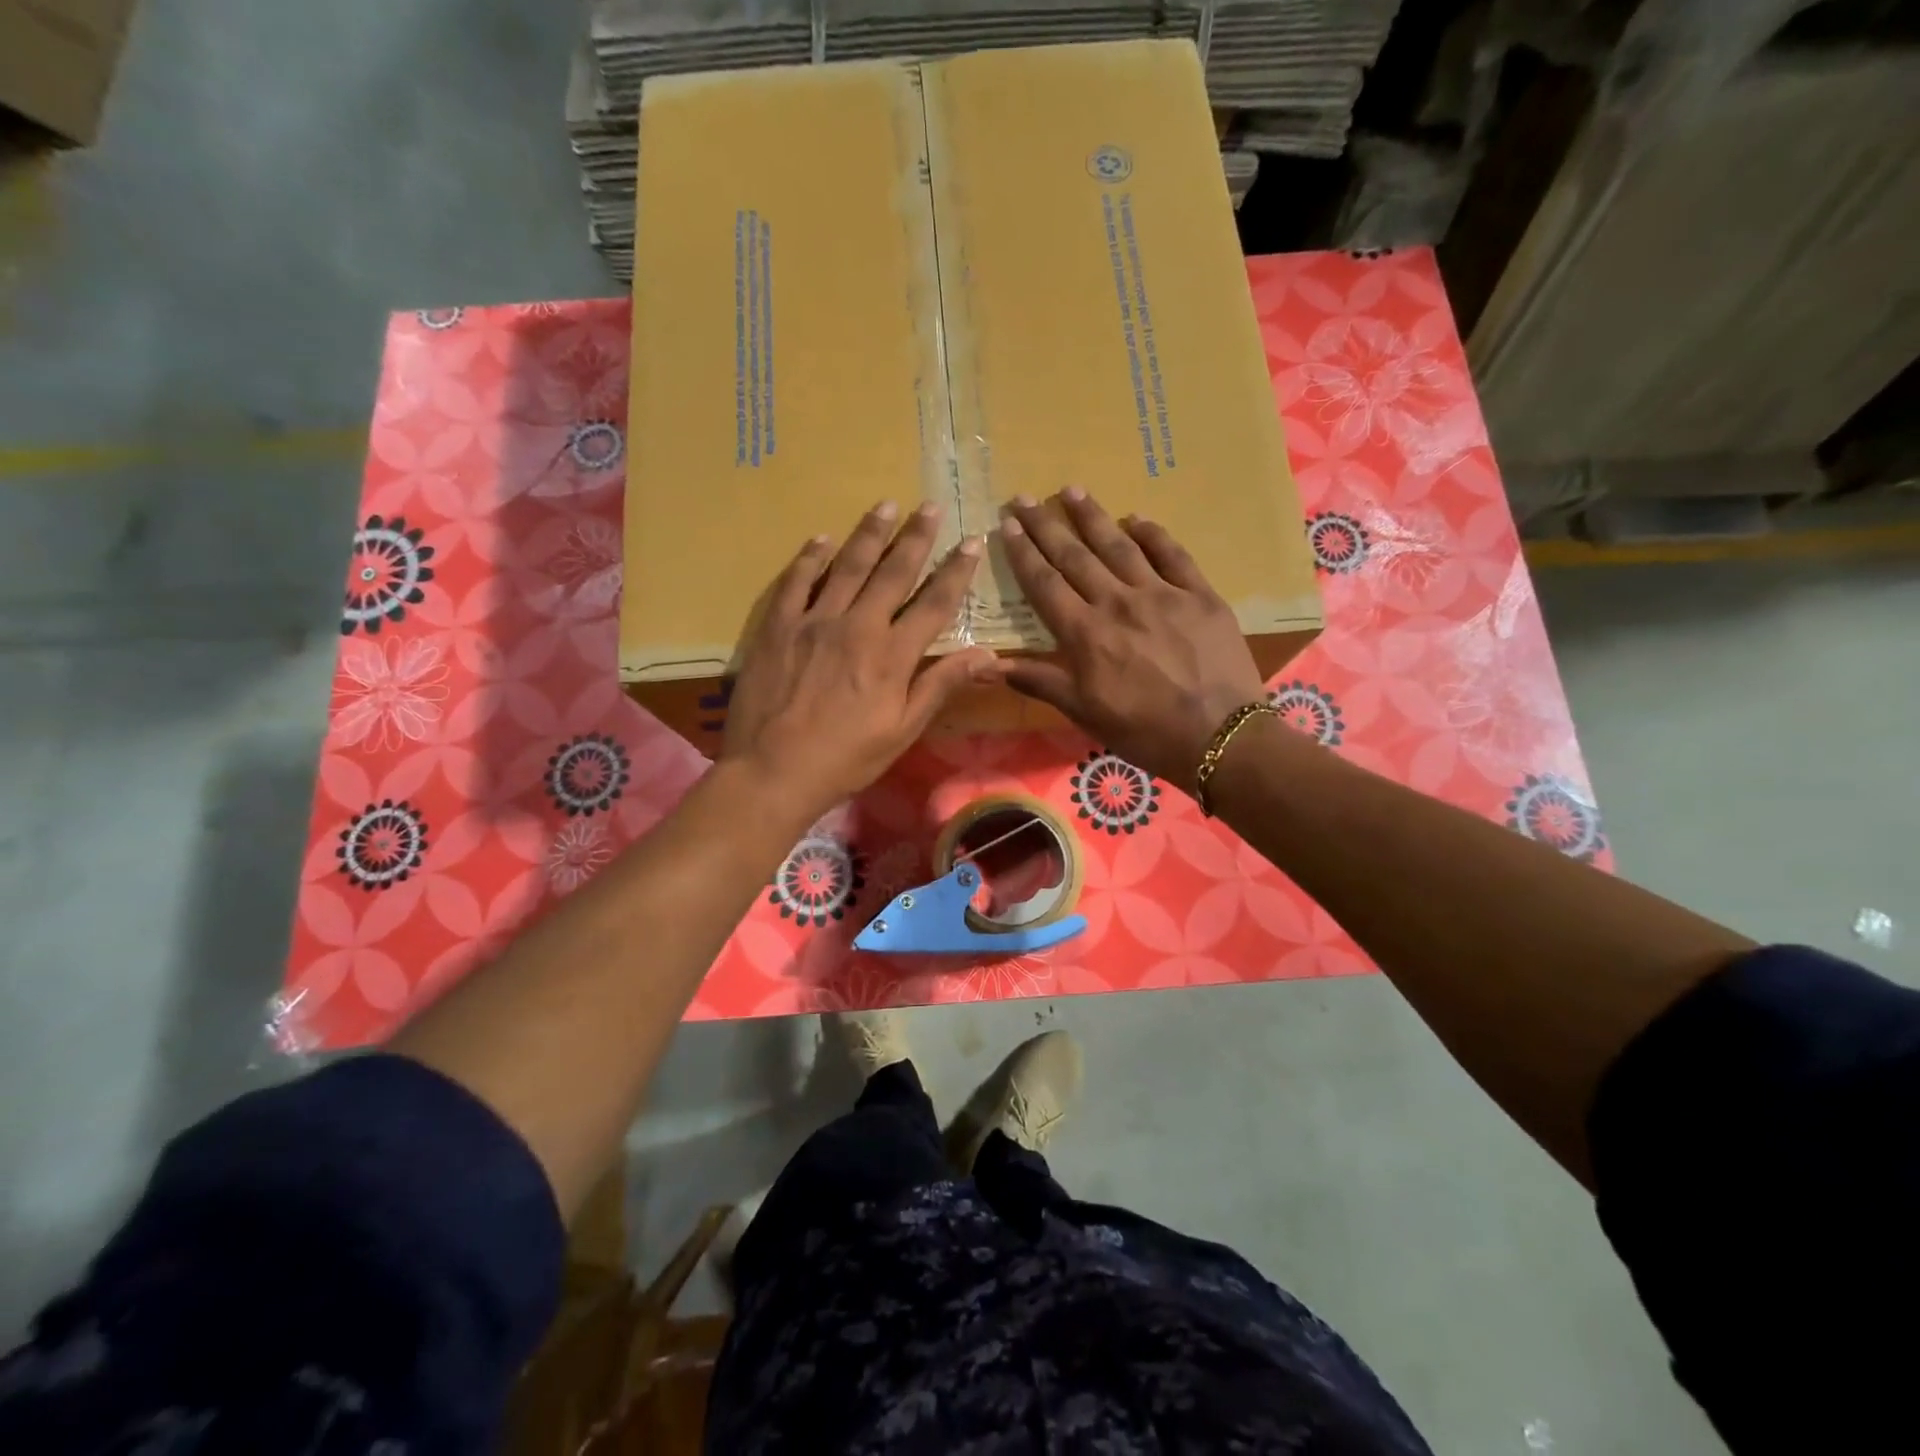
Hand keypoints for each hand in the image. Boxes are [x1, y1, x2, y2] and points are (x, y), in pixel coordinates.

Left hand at [722, 500, 997, 822]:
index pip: (934, 603)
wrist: (773, 770)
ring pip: (847, 565)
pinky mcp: (778, 626)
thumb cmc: (846, 759)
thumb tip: (988, 655)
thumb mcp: (903, 730)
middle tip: (930, 506)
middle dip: (916, 537)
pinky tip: (822, 539)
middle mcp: (857, 626)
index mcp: (892, 655)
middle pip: (893, 572)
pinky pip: (797, 581)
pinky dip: (811, 557)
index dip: (956, 572)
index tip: (972, 543)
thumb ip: (940, 686)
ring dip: (869, 533)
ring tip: (885, 505)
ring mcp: (814, 621)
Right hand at [999, 490, 1266, 787]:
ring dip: (1092, 517)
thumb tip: (987, 664)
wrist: (1219, 737)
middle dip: (1046, 525)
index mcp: (1086, 634)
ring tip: (1071, 490)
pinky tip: (1137, 519)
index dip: (1023, 553)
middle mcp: (1118, 603)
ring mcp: (1162, 594)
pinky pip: (1172, 554)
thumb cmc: (1144, 731)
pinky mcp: (1200, 595)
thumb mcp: (1085, 713)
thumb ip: (1040, 681)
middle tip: (1024, 497)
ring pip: (1119, 546)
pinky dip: (1153, 534)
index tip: (1007, 525)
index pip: (1045, 584)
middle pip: (1075, 556)